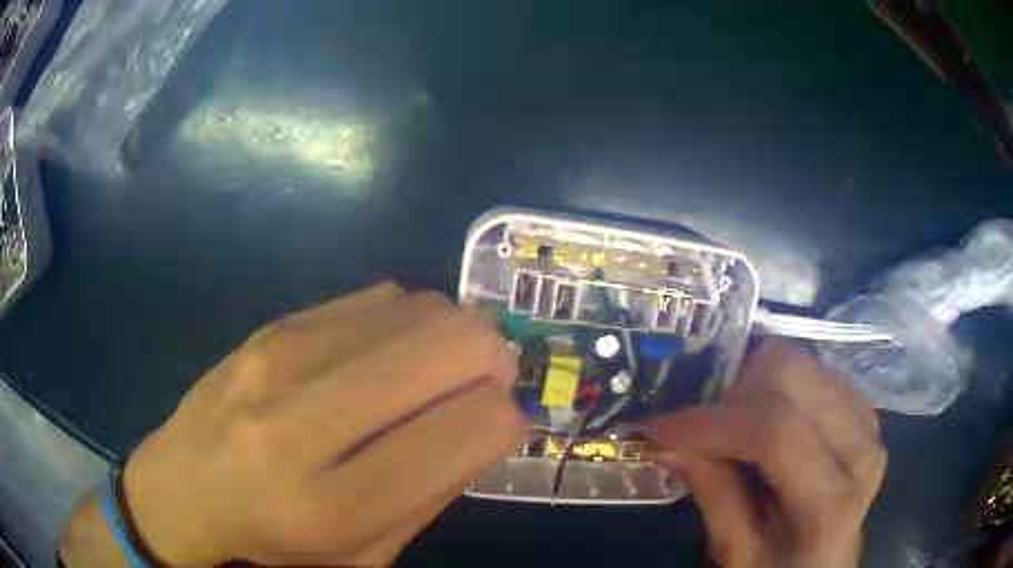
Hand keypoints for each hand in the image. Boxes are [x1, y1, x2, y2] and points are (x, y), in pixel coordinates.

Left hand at [60, 283, 526, 566]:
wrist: (184, 486)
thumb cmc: (275, 541)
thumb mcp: (364, 556)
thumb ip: (432, 493)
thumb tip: (491, 422)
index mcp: (332, 506)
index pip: (464, 430)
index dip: (506, 420)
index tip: (503, 426)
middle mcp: (301, 421)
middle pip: (449, 345)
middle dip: (494, 359)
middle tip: (487, 384)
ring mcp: (281, 357)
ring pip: (420, 308)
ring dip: (453, 336)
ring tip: (436, 372)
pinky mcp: (274, 325)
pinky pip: (380, 296)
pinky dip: (410, 321)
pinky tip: (390, 354)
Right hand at [644, 340, 886, 567]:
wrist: (827, 566)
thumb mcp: (736, 553)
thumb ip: (712, 493)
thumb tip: (662, 441)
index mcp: (830, 502)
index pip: (775, 432)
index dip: (710, 422)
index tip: (656, 427)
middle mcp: (860, 449)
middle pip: (794, 375)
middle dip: (734, 390)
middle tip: (700, 423)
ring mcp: (868, 424)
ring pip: (804, 362)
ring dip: (756, 383)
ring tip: (730, 421)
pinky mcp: (864, 412)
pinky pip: (818, 372)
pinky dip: (781, 386)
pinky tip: (767, 419)